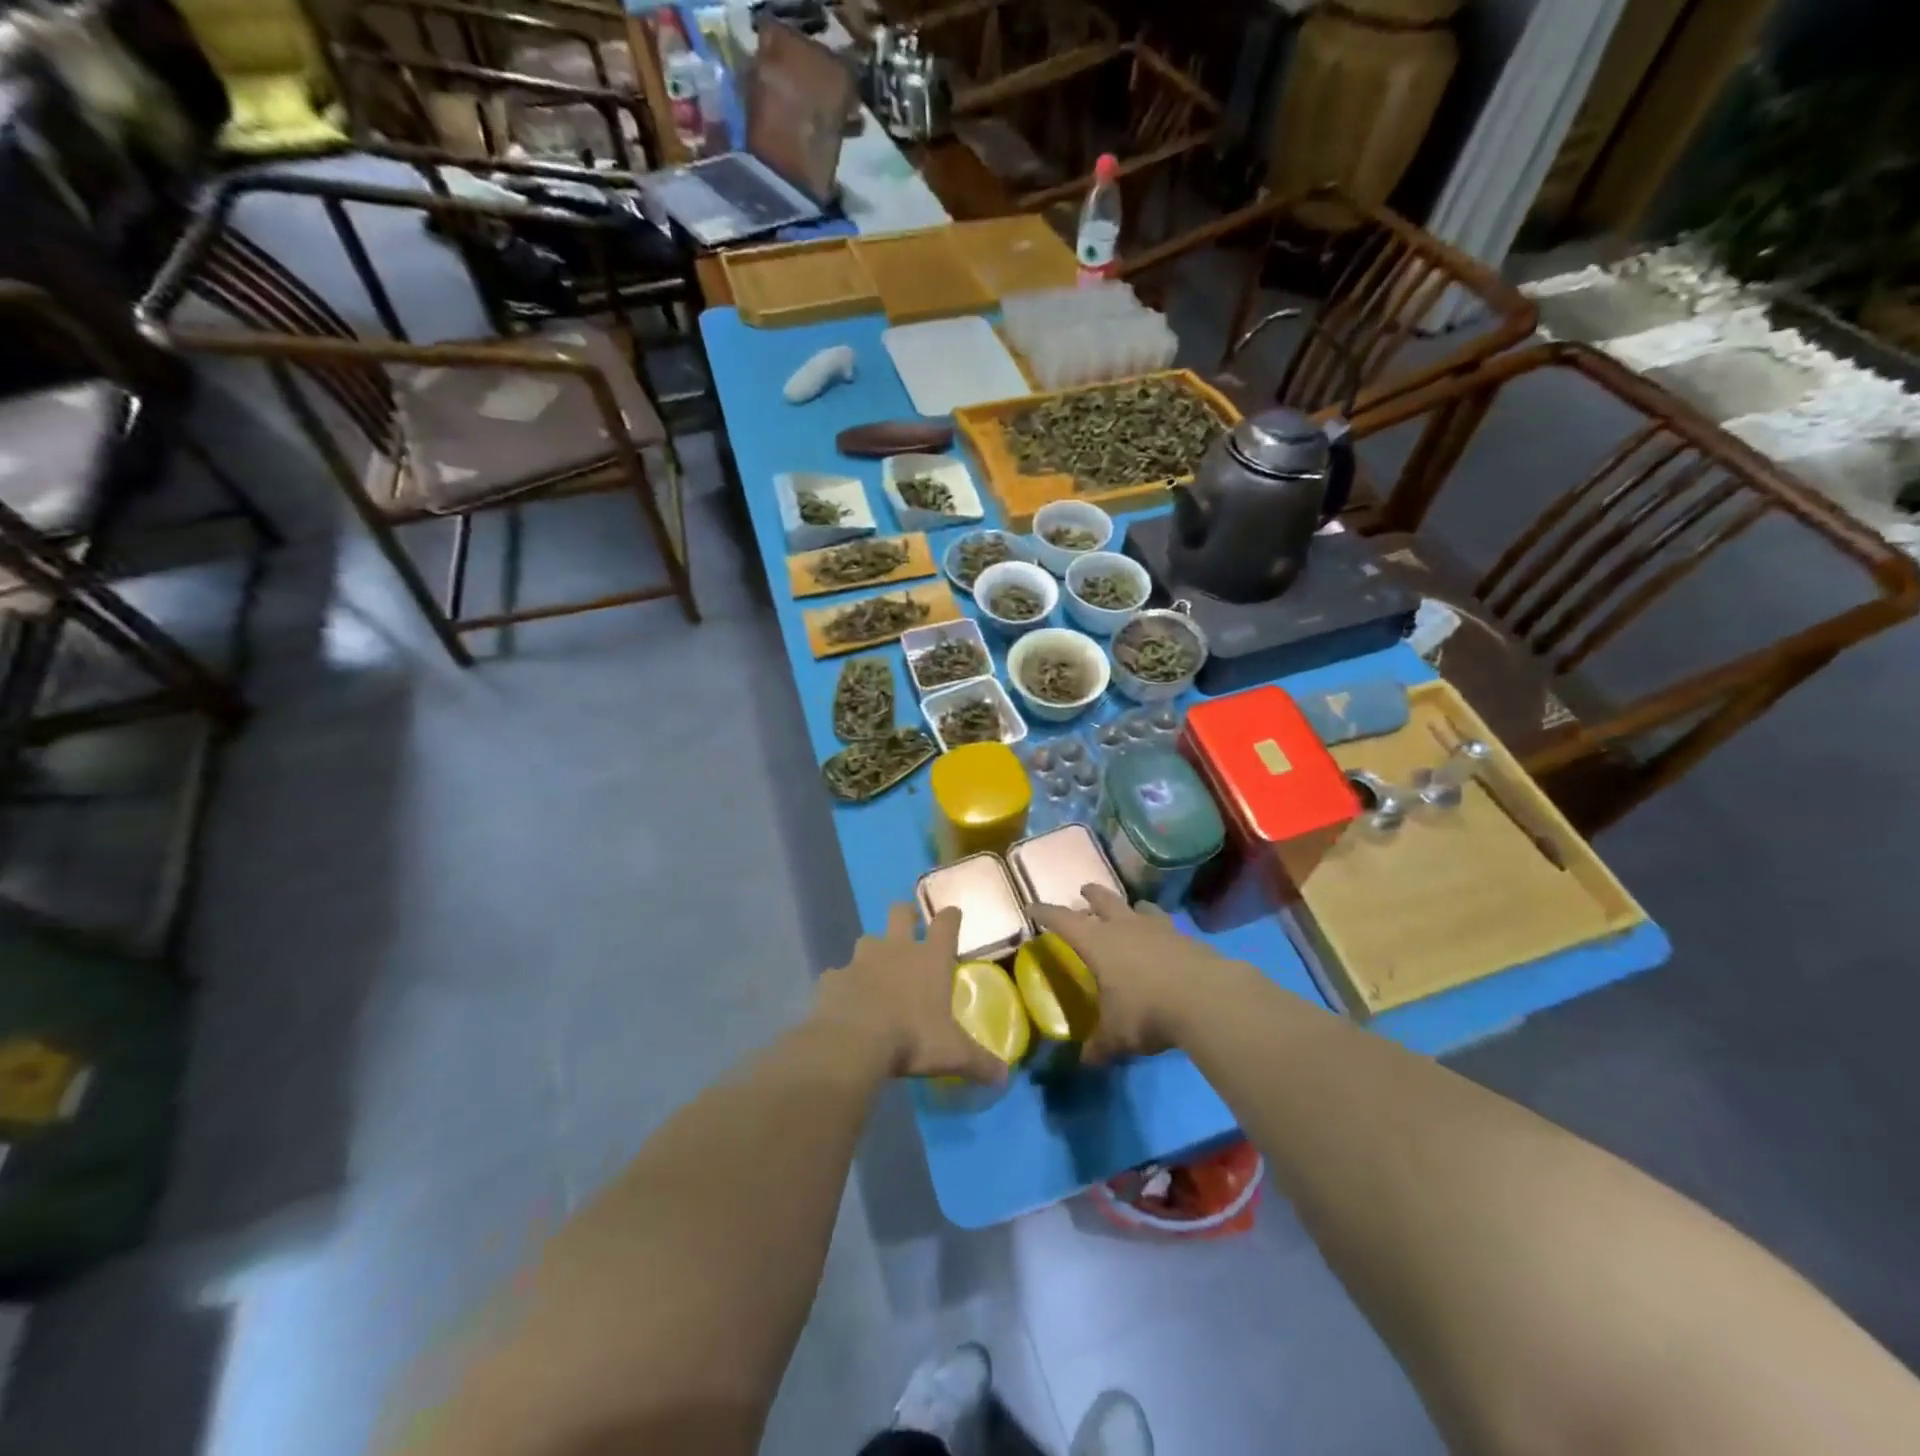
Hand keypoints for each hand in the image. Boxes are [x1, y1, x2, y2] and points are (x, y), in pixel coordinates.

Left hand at [813, 905, 1008, 1082]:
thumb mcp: (953, 1054)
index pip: (946, 924)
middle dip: (906, 914)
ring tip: (875, 970)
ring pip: (867, 940)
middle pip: (900, 913)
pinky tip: (845, 1000)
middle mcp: (896, 950)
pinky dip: (842, 984)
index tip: (953, 914)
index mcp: (930, 959)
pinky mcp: (833, 979)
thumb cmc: (912, 1038)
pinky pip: (838, 975)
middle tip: (910, 923)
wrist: (854, 1041)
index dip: (951, 916)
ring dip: (872, 951)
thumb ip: (979, 1062)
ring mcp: (861, 960)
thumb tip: (1004, 1077)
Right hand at [1031, 886, 1245, 1063]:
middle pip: (1103, 899)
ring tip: (1130, 911)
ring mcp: (1158, 928)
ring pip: (1139, 907)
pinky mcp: (1186, 937)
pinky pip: (1166, 925)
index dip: (1046, 913)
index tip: (1033, 907)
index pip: (1063, 920)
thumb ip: (1100, 1045)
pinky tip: (1163, 941)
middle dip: (1091, 895)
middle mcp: (1125, 926)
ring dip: (1130, 907)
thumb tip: (1085, 1060)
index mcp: (1098, 942)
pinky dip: (1159, 929)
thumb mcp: (1117, 1035)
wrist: (1207, 998)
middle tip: (1084, 891)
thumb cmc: (1147, 1011)